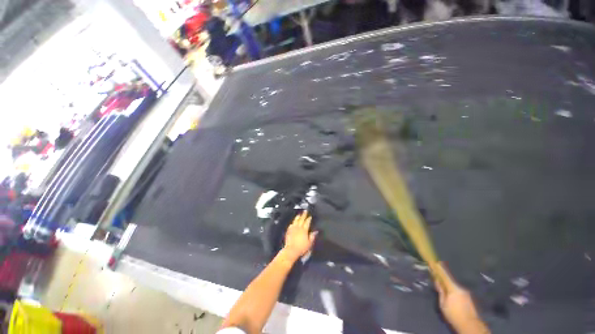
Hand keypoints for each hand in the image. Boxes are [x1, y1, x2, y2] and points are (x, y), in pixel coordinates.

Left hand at [282, 211, 317, 260]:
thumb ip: (312, 236)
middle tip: (305, 211)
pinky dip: (293, 222)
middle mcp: (298, 227)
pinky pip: (291, 225)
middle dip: (304, 215)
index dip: (309, 219)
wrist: (291, 250)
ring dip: (298, 217)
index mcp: (304, 230)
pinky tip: (293, 222)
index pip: (307, 222)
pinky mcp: (288, 231)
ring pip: (295, 220)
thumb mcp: (309, 243)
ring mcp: (293, 228)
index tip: (310, 216)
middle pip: (301, 219)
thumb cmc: (301, 248)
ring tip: (299, 214)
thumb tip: (315, 231)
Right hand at [434, 262, 489, 333]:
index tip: (434, 261)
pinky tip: (451, 295)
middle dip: (443, 278)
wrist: (470, 325)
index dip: (439, 268)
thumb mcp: (443, 304)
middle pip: (450, 280)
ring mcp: (466, 293)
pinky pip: (458, 291)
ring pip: (454, 286)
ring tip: (443, 287)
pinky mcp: (468, 298)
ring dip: (448, 285)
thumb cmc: (454, 315)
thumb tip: (437, 282)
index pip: (445, 275)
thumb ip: (441, 292)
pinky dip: (453, 290)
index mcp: (453, 288)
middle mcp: (461, 288)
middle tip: (437, 276)